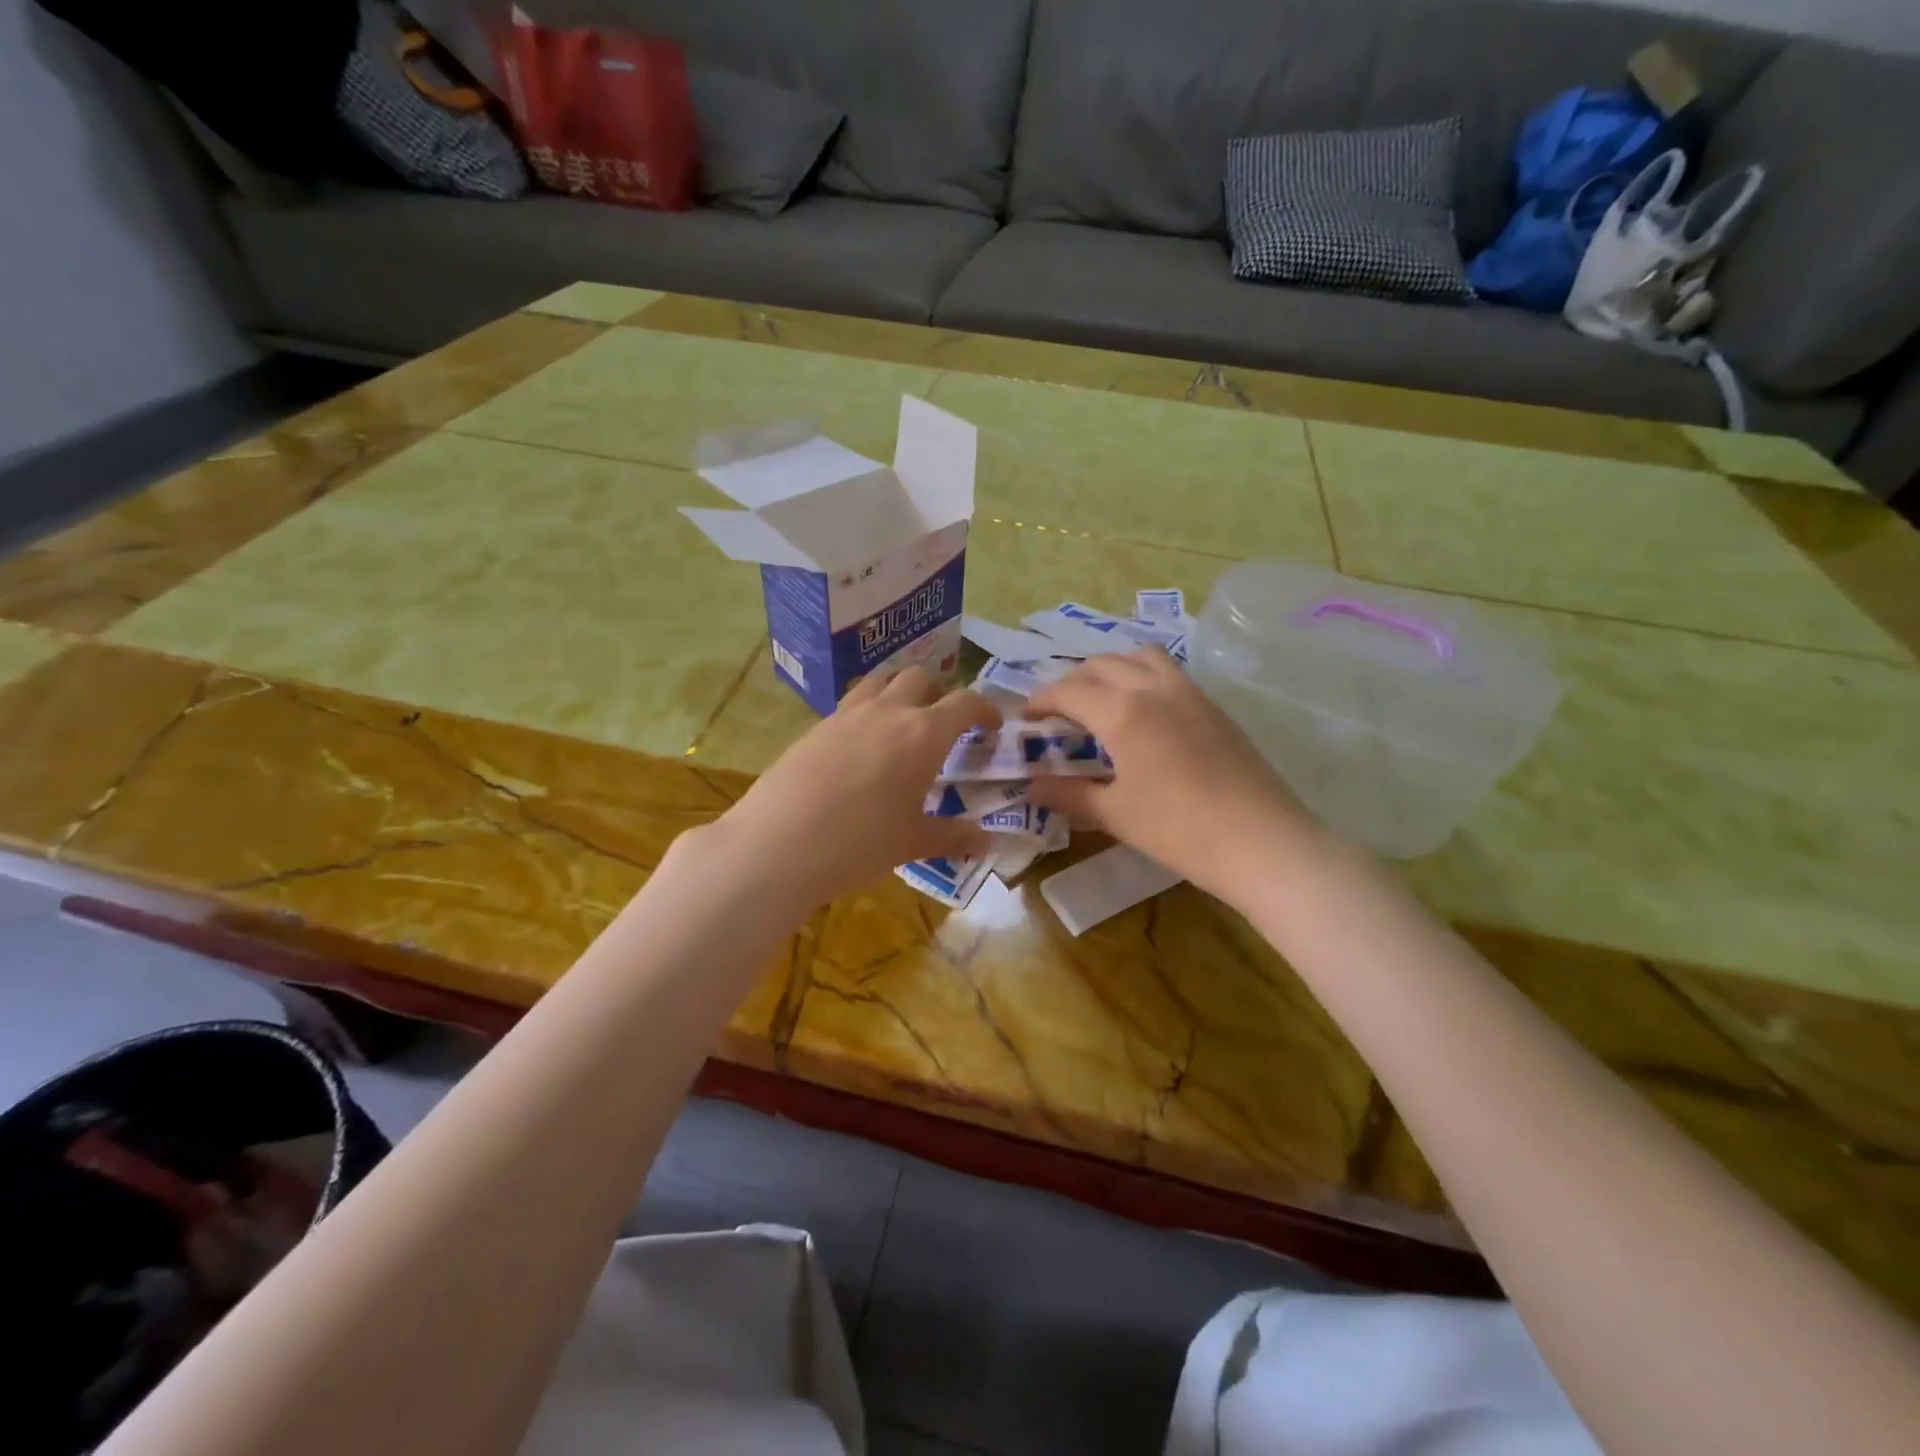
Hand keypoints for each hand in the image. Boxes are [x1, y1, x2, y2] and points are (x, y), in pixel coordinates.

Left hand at [713, 667, 1001, 906]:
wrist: (779, 843)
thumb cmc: (860, 843)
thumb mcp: (914, 842)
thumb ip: (955, 836)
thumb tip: (990, 841)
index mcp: (923, 733)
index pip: (965, 703)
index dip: (985, 709)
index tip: (991, 727)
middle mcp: (887, 711)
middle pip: (920, 677)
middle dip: (939, 693)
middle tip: (943, 726)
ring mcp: (846, 714)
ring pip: (880, 681)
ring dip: (899, 691)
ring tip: (901, 724)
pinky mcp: (815, 726)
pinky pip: (850, 703)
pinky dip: (867, 712)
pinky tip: (860, 748)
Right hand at [1024, 649, 1324, 904]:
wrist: (1262, 841)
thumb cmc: (1179, 829)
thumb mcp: (1115, 814)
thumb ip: (1069, 795)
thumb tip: (1032, 786)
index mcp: (1123, 712)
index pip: (1069, 691)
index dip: (1041, 700)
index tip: (1026, 716)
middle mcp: (1154, 689)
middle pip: (1103, 664)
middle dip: (1072, 680)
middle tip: (1058, 710)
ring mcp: (1190, 694)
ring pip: (1141, 657)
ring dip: (1112, 669)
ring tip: (1101, 699)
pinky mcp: (1214, 707)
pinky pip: (1169, 673)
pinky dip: (1143, 677)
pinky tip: (1144, 714)